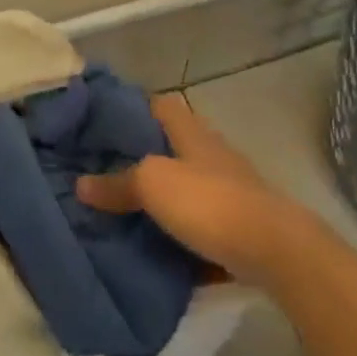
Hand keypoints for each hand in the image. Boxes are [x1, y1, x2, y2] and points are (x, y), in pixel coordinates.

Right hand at [77, 94, 319, 286]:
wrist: (275, 251)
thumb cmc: (209, 202)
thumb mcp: (153, 185)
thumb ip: (118, 183)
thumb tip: (81, 184)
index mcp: (190, 133)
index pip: (159, 105)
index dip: (131, 107)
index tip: (99, 122)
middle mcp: (210, 154)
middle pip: (170, 147)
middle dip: (139, 158)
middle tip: (100, 171)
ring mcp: (228, 190)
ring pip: (184, 187)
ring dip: (159, 199)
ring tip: (119, 211)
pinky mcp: (237, 227)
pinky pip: (199, 227)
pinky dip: (178, 236)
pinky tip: (155, 251)